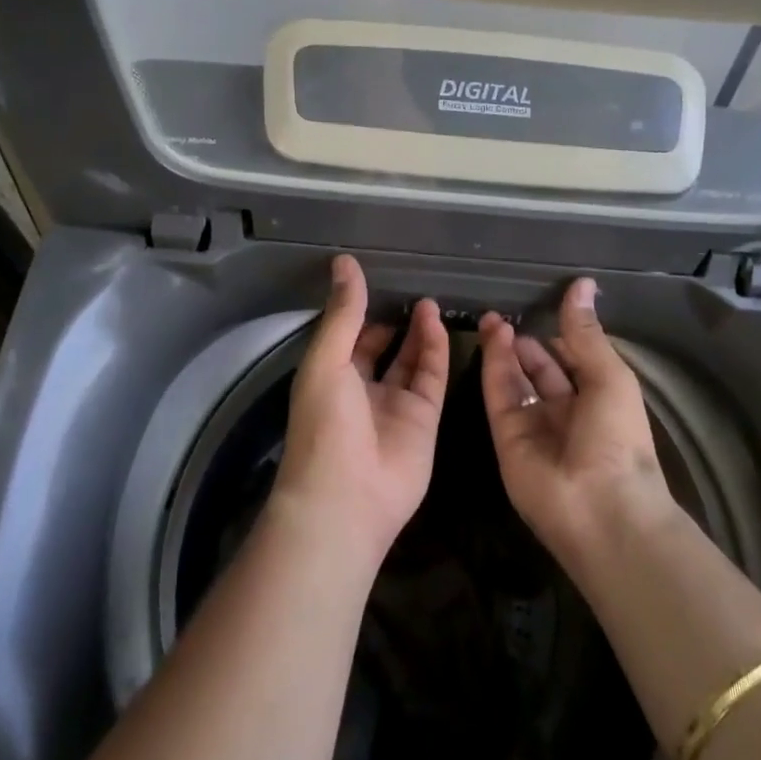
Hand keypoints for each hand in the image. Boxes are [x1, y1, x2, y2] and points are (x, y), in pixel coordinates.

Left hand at [274, 255, 448, 570]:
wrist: (347, 497)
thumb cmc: (324, 424)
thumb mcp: (326, 360)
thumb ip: (343, 313)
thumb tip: (344, 262)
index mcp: (330, 376)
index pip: (349, 337)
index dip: (361, 311)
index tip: (377, 280)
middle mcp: (362, 389)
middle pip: (382, 348)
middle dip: (394, 321)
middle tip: (411, 288)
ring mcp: (395, 404)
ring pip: (411, 360)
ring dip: (418, 331)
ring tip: (428, 300)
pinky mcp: (424, 418)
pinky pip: (432, 377)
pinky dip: (436, 350)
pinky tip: (436, 322)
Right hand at [479, 279, 679, 565]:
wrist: (600, 508)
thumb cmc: (618, 438)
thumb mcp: (609, 375)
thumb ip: (585, 332)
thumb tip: (582, 283)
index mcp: (599, 399)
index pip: (574, 360)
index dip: (559, 335)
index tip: (541, 305)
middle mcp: (566, 412)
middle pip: (540, 370)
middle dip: (525, 343)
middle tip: (504, 312)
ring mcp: (534, 426)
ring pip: (515, 380)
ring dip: (505, 350)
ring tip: (492, 319)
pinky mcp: (507, 437)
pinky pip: (499, 395)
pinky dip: (494, 366)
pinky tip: (492, 337)